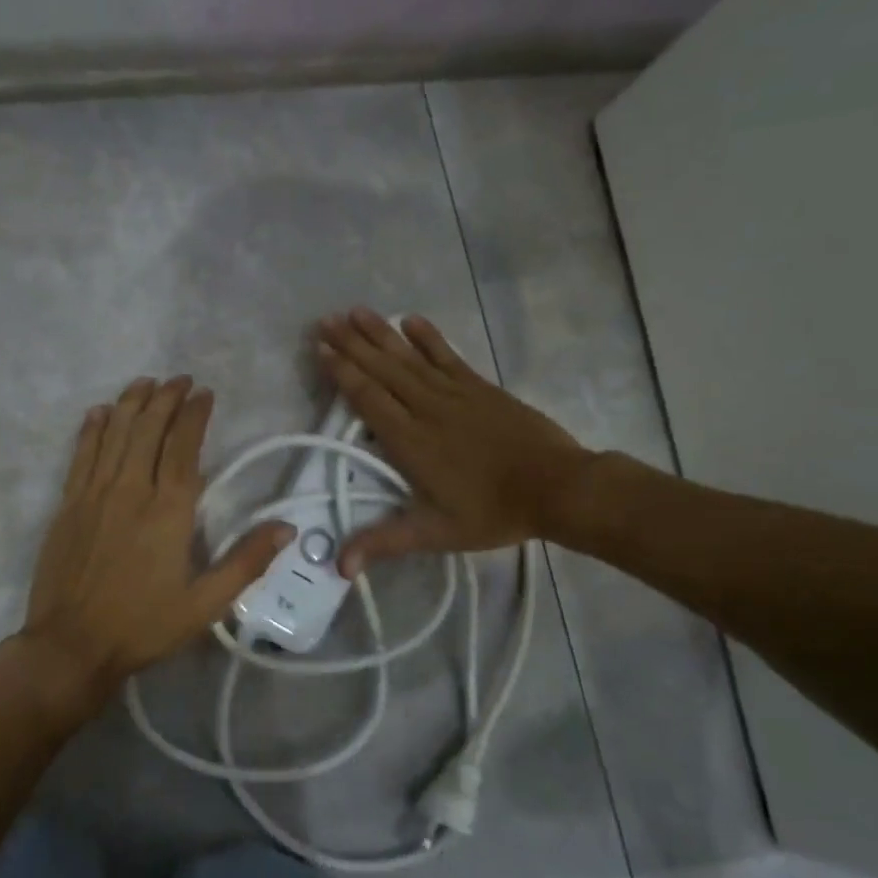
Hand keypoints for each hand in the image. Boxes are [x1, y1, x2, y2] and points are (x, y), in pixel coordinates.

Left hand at [20, 376, 292, 699]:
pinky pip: (81, 455)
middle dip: (165, 398)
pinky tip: (99, 413)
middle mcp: (131, 491)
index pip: (184, 447)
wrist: (72, 646)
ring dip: (131, 404)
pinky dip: (91, 430)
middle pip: (148, 430)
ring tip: (145, 383)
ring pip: (114, 434)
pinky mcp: (67, 506)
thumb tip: (287, 528)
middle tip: (179, 380)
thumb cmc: (144, 626)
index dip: (194, 415)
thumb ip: (247, 562)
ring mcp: (94, 495)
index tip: (204, 393)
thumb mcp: (206, 604)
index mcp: (169, 511)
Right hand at [317, 308, 589, 573]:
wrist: (557, 488)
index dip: (342, 373)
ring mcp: (456, 393)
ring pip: (409, 358)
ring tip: (355, 311)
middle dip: (351, 344)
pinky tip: (411, 320)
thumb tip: (339, 566)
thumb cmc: (493, 513)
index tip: (321, 350)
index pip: (368, 399)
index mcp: (411, 442)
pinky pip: (448, 356)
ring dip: (380, 333)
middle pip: (382, 370)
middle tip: (323, 320)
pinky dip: (428, 337)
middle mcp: (427, 409)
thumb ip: (385, 542)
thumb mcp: (436, 533)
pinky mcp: (480, 387)